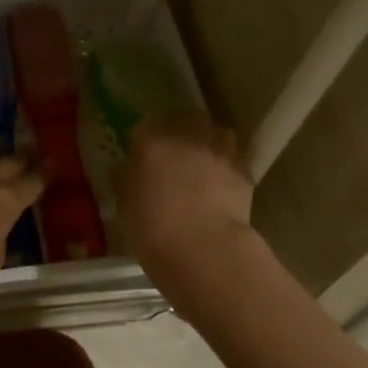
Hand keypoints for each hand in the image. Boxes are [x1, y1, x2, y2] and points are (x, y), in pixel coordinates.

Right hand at [114, 113, 253, 276]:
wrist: (203, 250)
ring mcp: (220, 152)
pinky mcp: (244, 172)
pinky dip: (228, 166)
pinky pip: (234, 159)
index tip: (144, 151)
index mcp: (152, 141)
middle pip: (188, 117)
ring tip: (205, 162)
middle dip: (184, 128)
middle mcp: (188, 137)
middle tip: (177, 150)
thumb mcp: (123, 203)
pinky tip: (222, 184)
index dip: (147, 135)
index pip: (147, 123)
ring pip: (218, 132)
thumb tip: (126, 167)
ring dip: (211, 141)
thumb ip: (124, 177)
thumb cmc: (152, 228)